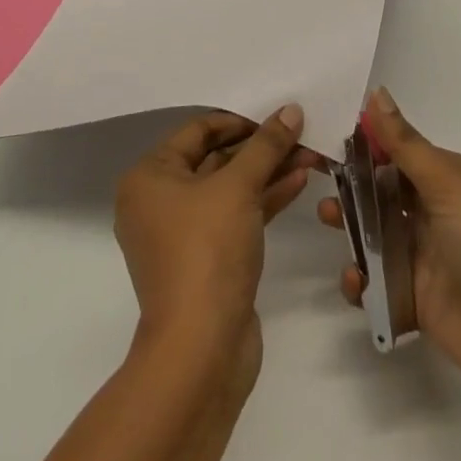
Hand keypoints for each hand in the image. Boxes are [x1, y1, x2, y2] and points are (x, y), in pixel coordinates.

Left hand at [115, 106, 317, 385]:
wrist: (201, 350)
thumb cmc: (207, 251)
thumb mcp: (238, 187)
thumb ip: (266, 145)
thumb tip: (291, 110)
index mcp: (150, 178)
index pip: (198, 130)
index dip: (241, 119)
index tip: (278, 114)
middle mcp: (159, 202)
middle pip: (216, 158)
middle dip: (261, 146)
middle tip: (302, 132)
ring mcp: (183, 234)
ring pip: (230, 188)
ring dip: (268, 170)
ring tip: (311, 154)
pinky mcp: (207, 259)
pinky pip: (237, 215)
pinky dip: (265, 198)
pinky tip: (299, 181)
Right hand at [318, 88, 460, 405]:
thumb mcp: (448, 184)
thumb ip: (405, 144)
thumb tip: (376, 92)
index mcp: (444, 177)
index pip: (395, 151)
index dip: (362, 144)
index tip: (323, 135)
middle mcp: (432, 211)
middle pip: (380, 192)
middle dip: (350, 186)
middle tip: (317, 181)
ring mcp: (423, 256)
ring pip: (374, 236)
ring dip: (349, 228)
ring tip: (328, 221)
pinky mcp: (414, 300)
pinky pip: (376, 284)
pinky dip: (359, 282)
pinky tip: (355, 281)